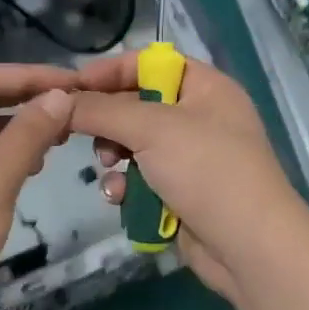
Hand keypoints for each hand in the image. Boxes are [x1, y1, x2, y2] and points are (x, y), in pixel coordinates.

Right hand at [68, 54, 308, 301]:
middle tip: (83, 133)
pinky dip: (128, 187)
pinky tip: (119, 198)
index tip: (72, 88)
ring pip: (134, 147)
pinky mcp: (181, 194)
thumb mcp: (151, 128)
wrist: (248, 246)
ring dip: (115, 157)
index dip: (110, 71)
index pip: (149, 63)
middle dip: (108, 121)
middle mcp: (199, 117)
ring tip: (108, 168)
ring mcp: (191, 159)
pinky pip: (142, 180)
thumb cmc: (206, 171)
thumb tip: (61, 101)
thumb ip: (101, 110)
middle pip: (137, 105)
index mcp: (205, 87)